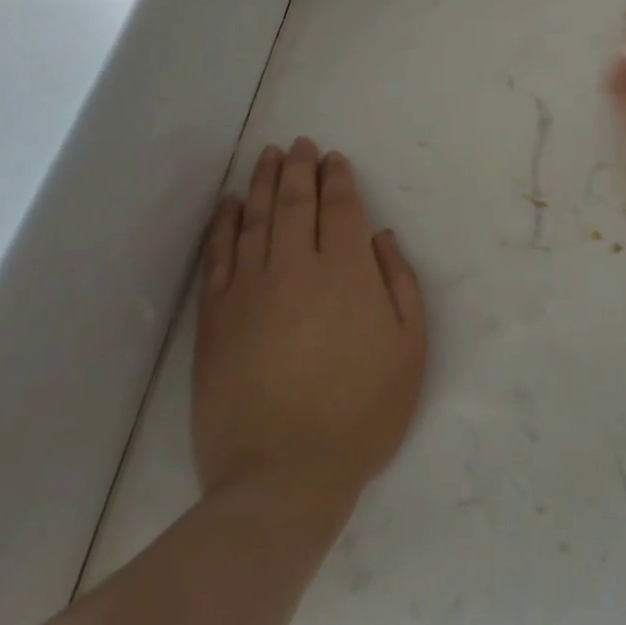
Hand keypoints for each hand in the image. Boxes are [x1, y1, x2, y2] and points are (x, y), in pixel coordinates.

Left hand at [192, 139, 426, 510]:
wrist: (282, 480)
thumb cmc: (360, 414)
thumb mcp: (409, 349)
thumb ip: (400, 284)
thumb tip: (381, 238)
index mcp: (347, 272)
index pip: (341, 207)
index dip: (338, 178)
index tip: (334, 158)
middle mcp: (297, 268)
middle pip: (297, 202)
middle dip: (301, 167)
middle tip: (301, 144)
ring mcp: (250, 291)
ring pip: (257, 219)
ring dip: (264, 183)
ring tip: (269, 156)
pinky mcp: (215, 319)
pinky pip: (218, 257)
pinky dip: (225, 225)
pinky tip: (230, 204)